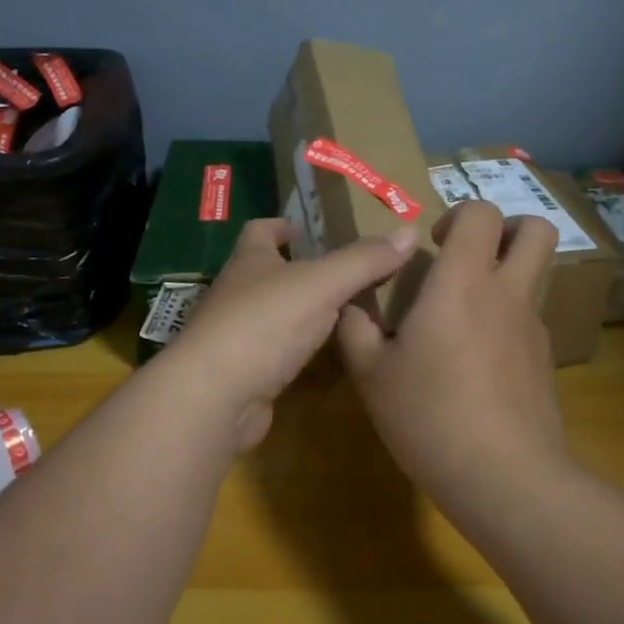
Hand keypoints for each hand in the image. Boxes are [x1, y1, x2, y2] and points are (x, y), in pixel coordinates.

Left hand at [164, 219, 419, 451]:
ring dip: (305, 314)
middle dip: (303, 271)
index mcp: (249, 261)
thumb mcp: (322, 284)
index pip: (261, 231)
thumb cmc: (264, 323)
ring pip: (276, 316)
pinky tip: (331, 359)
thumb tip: (408, 232)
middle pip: (270, 273)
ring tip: (349, 314)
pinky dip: (301, 353)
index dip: (284, 226)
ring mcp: (237, 336)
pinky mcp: (245, 374)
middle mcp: (238, 294)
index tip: (312, 230)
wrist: (216, 397)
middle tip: (350, 274)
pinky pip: (278, 355)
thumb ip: (365, 260)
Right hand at [337, 202, 566, 485]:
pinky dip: (508, 319)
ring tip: (467, 310)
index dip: (459, 214)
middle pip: (537, 230)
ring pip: (538, 274)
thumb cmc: (430, 416)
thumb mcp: (372, 375)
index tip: (433, 245)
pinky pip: (531, 318)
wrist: (504, 476)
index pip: (481, 213)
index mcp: (463, 282)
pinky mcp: (545, 361)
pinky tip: (478, 361)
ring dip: (509, 273)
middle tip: (469, 255)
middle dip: (509, 227)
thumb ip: (355, 329)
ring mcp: (533, 327)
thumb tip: (349, 303)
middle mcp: (507, 293)